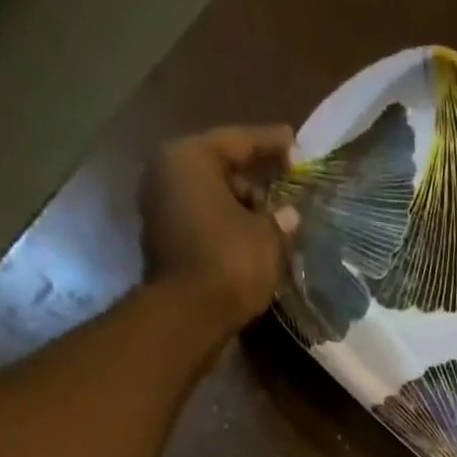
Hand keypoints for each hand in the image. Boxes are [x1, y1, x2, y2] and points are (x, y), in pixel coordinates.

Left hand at [140, 125, 299, 331]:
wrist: (188, 316)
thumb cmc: (229, 264)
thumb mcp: (267, 239)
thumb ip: (280, 219)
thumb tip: (289, 214)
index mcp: (190, 157)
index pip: (238, 141)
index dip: (271, 143)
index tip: (294, 143)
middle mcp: (167, 172)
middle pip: (221, 169)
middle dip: (255, 181)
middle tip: (286, 191)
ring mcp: (161, 207)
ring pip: (212, 198)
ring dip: (242, 209)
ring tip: (273, 222)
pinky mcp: (165, 240)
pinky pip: (204, 223)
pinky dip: (228, 228)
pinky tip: (252, 241)